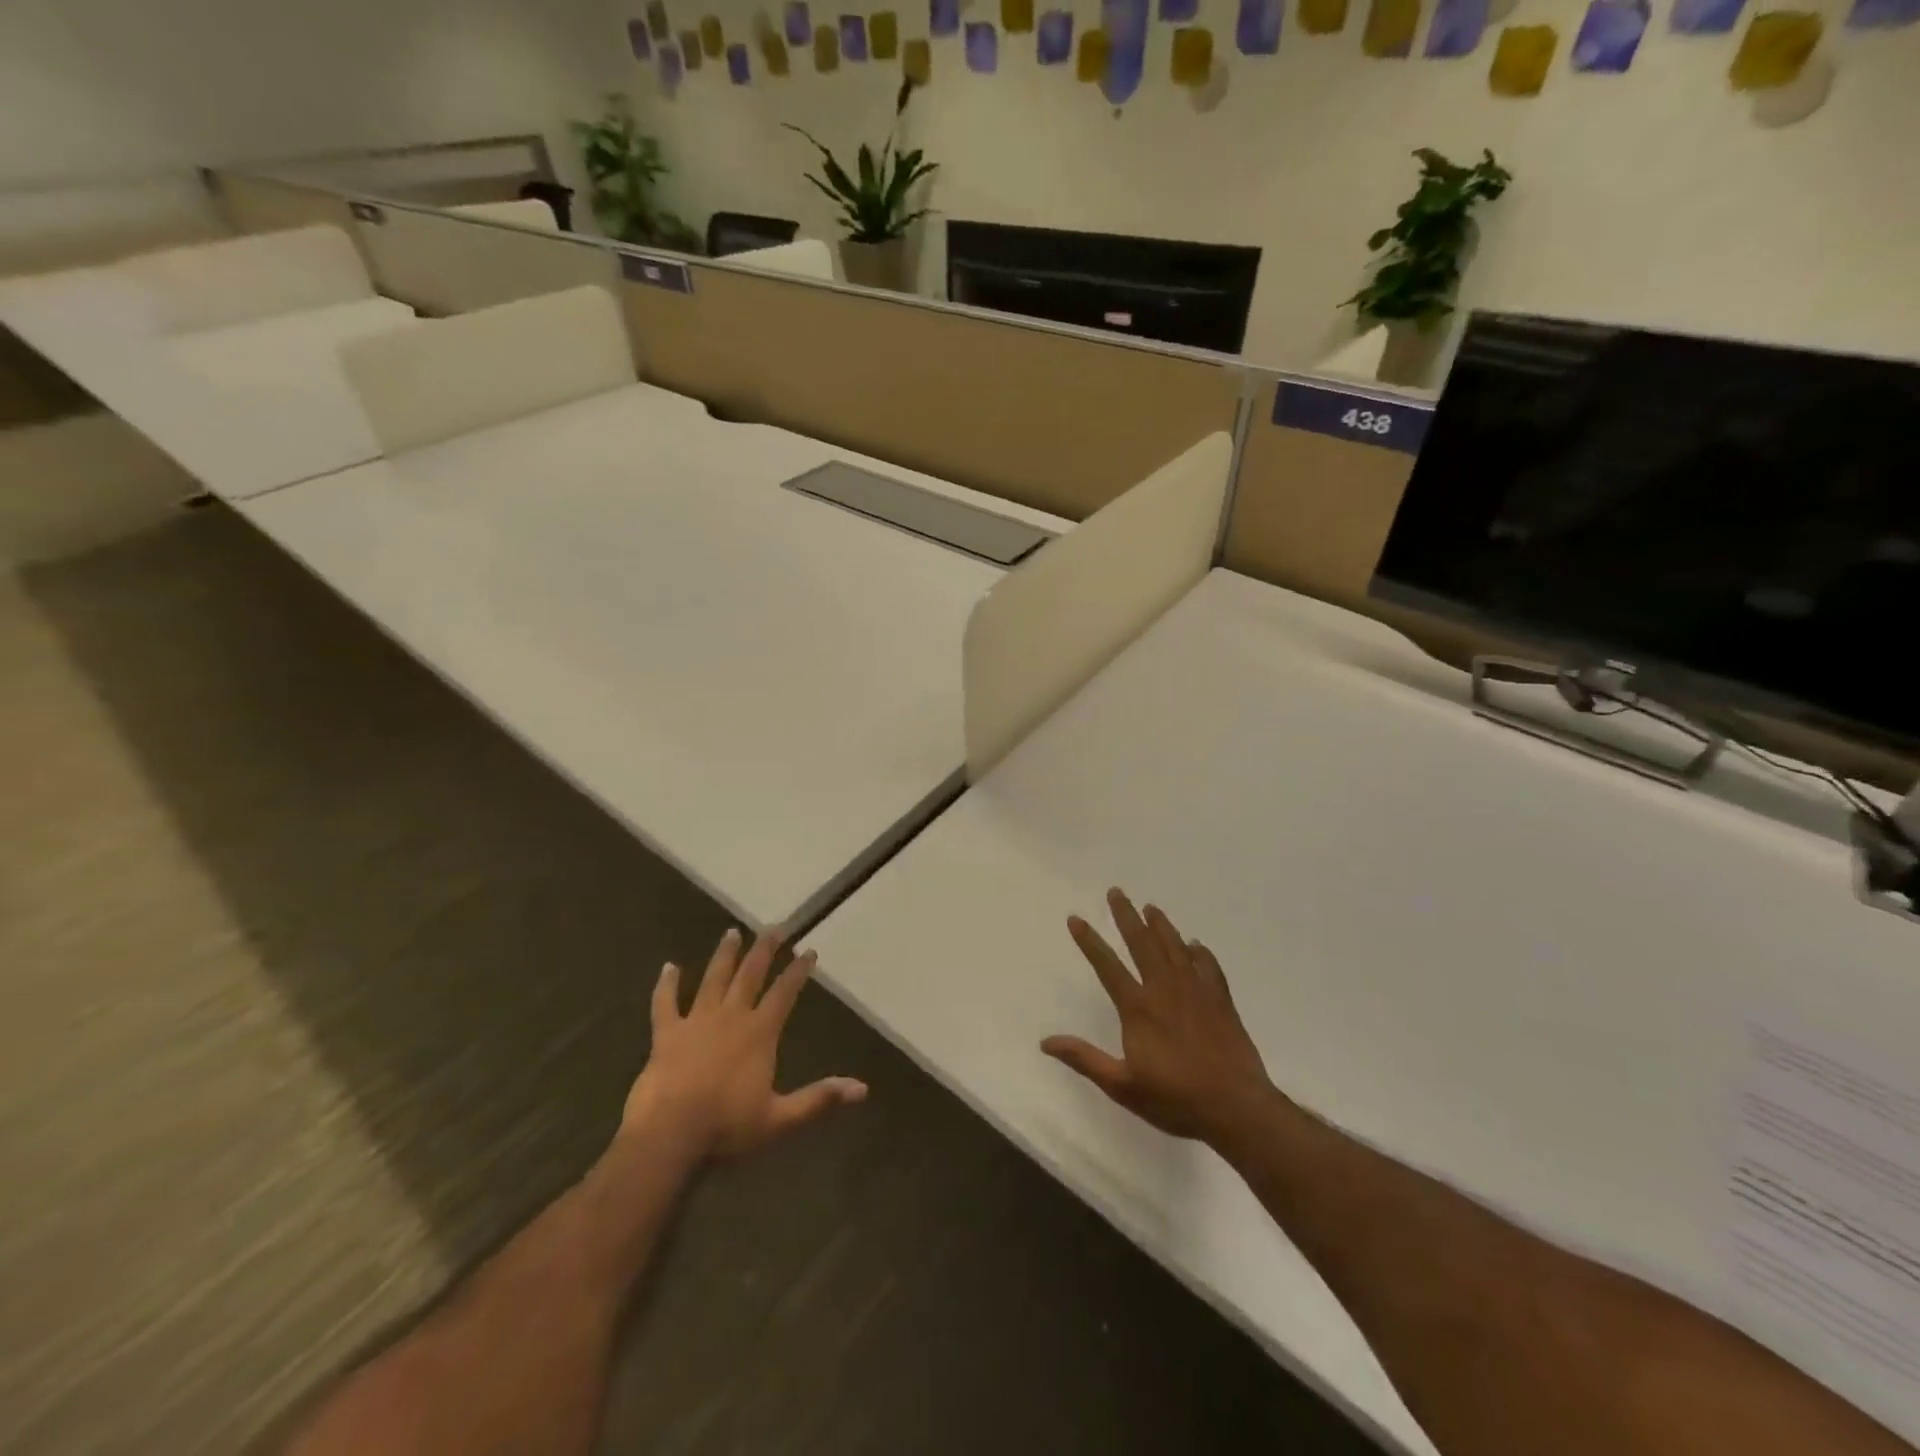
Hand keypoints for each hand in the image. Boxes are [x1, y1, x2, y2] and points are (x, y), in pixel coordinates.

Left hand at [623, 927, 866, 1160]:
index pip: (784, 993)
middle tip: (775, 928)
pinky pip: (665, 1003)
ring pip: (713, 979)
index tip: (809, 951)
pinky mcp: (666, 1034)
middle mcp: (730, 1017)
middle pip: (750, 974)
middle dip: (765, 950)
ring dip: (724, 956)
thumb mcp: (780, 1119)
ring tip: (731, 932)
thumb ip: (819, 1099)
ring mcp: (696, 1022)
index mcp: (759, 1033)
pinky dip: (666, 984)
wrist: (668, 1137)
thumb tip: (861, 1089)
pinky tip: (669, 967)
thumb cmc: (726, 1128)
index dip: (798, 971)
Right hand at [1042, 889, 1273, 1145]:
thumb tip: (1046, 1042)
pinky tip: (1195, 945)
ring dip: (1161, 926)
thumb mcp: (1122, 1086)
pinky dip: (1199, 952)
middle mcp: (1165, 990)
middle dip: (1126, 916)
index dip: (1089, 941)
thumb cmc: (1175, 1098)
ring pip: (1175, 948)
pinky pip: (1208, 967)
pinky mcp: (1221, 1001)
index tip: (1076, 918)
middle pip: (1143, 943)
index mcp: (1139, 1008)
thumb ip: (1085, 1059)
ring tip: (1150, 908)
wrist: (1236, 1108)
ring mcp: (1196, 992)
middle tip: (1116, 892)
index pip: (1107, 965)